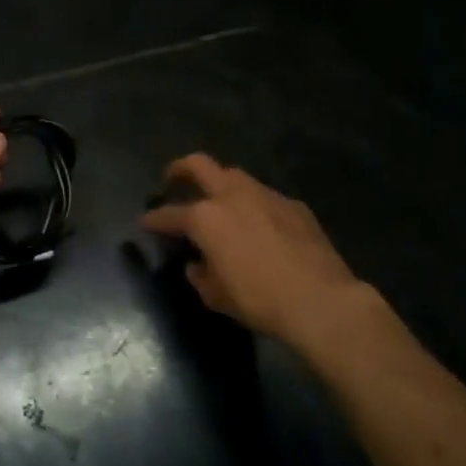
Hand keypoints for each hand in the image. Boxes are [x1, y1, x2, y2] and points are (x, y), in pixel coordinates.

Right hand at [141, 154, 382, 348]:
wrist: (321, 300)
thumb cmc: (259, 300)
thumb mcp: (216, 296)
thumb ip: (200, 275)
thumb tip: (197, 265)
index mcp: (206, 218)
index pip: (169, 214)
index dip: (153, 219)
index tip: (144, 222)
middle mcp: (232, 196)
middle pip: (199, 165)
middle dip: (180, 168)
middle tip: (172, 178)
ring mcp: (266, 196)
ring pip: (235, 176)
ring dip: (221, 184)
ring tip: (219, 201)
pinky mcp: (294, 205)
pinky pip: (266, 197)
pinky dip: (255, 205)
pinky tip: (260, 224)